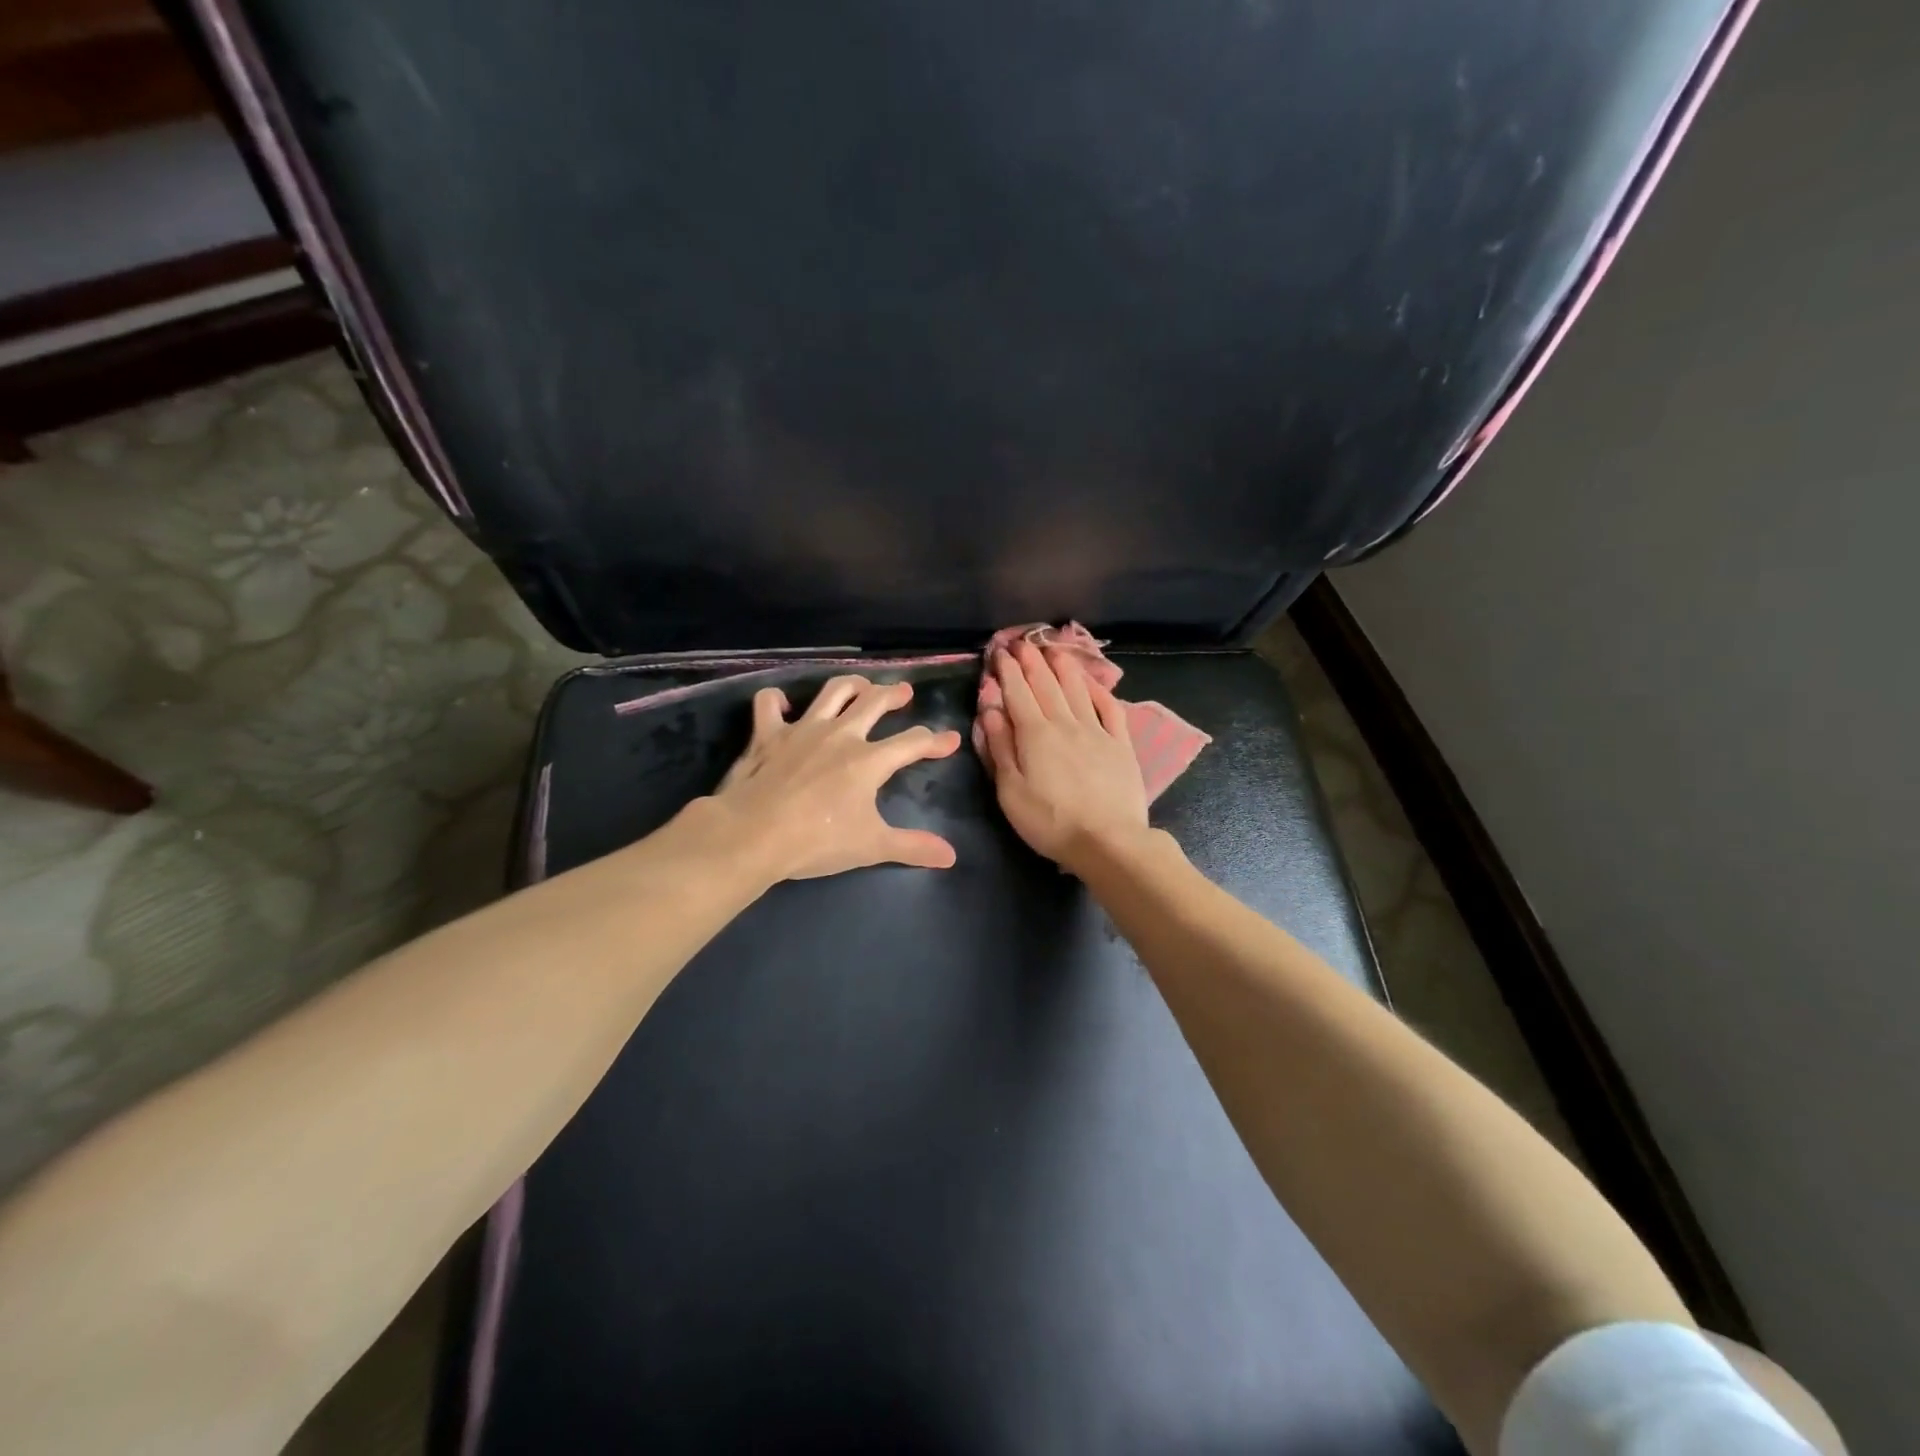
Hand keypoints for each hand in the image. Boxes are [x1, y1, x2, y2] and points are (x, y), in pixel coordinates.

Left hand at [702, 674, 962, 882]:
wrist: (753, 834)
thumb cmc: (816, 841)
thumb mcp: (871, 847)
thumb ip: (912, 847)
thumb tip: (951, 856)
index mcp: (869, 760)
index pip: (912, 743)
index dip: (935, 741)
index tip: (950, 739)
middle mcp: (840, 734)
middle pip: (875, 702)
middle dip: (894, 694)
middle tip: (904, 692)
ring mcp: (802, 729)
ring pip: (832, 691)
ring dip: (851, 684)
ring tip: (861, 685)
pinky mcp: (767, 733)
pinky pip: (769, 703)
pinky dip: (776, 699)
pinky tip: (783, 703)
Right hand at [978, 642, 1150, 871]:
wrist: (1108, 842)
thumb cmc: (1051, 822)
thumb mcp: (1011, 791)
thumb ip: (1001, 747)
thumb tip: (990, 710)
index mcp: (1035, 734)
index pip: (1018, 692)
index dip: (1007, 670)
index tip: (1000, 652)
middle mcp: (1066, 723)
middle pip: (1047, 684)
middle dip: (1032, 660)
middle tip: (1022, 642)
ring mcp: (1097, 731)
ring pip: (1077, 689)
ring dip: (1063, 666)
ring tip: (1054, 648)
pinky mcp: (1121, 744)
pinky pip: (1110, 707)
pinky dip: (1099, 690)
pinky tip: (1091, 681)